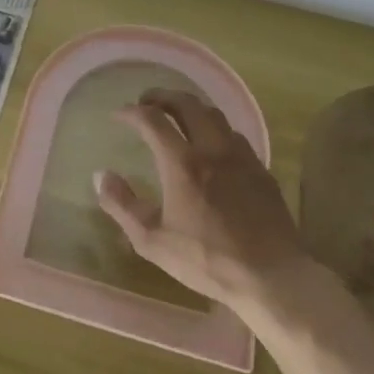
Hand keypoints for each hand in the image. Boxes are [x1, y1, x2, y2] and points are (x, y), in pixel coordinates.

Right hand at [94, 88, 306, 316]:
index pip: (152, 120)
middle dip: (162, 96)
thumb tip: (101, 175)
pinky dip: (215, 128)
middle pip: (186, 103)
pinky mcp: (260, 169)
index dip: (131, 112)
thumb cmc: (206, 260)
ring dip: (191, 107)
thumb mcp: (152, 240)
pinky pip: (234, 135)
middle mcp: (212, 149)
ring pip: (214, 114)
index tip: (119, 115)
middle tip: (147, 102)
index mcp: (182, 163)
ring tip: (177, 116)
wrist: (272, 276)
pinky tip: (212, 145)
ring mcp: (240, 157)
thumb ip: (122, 205)